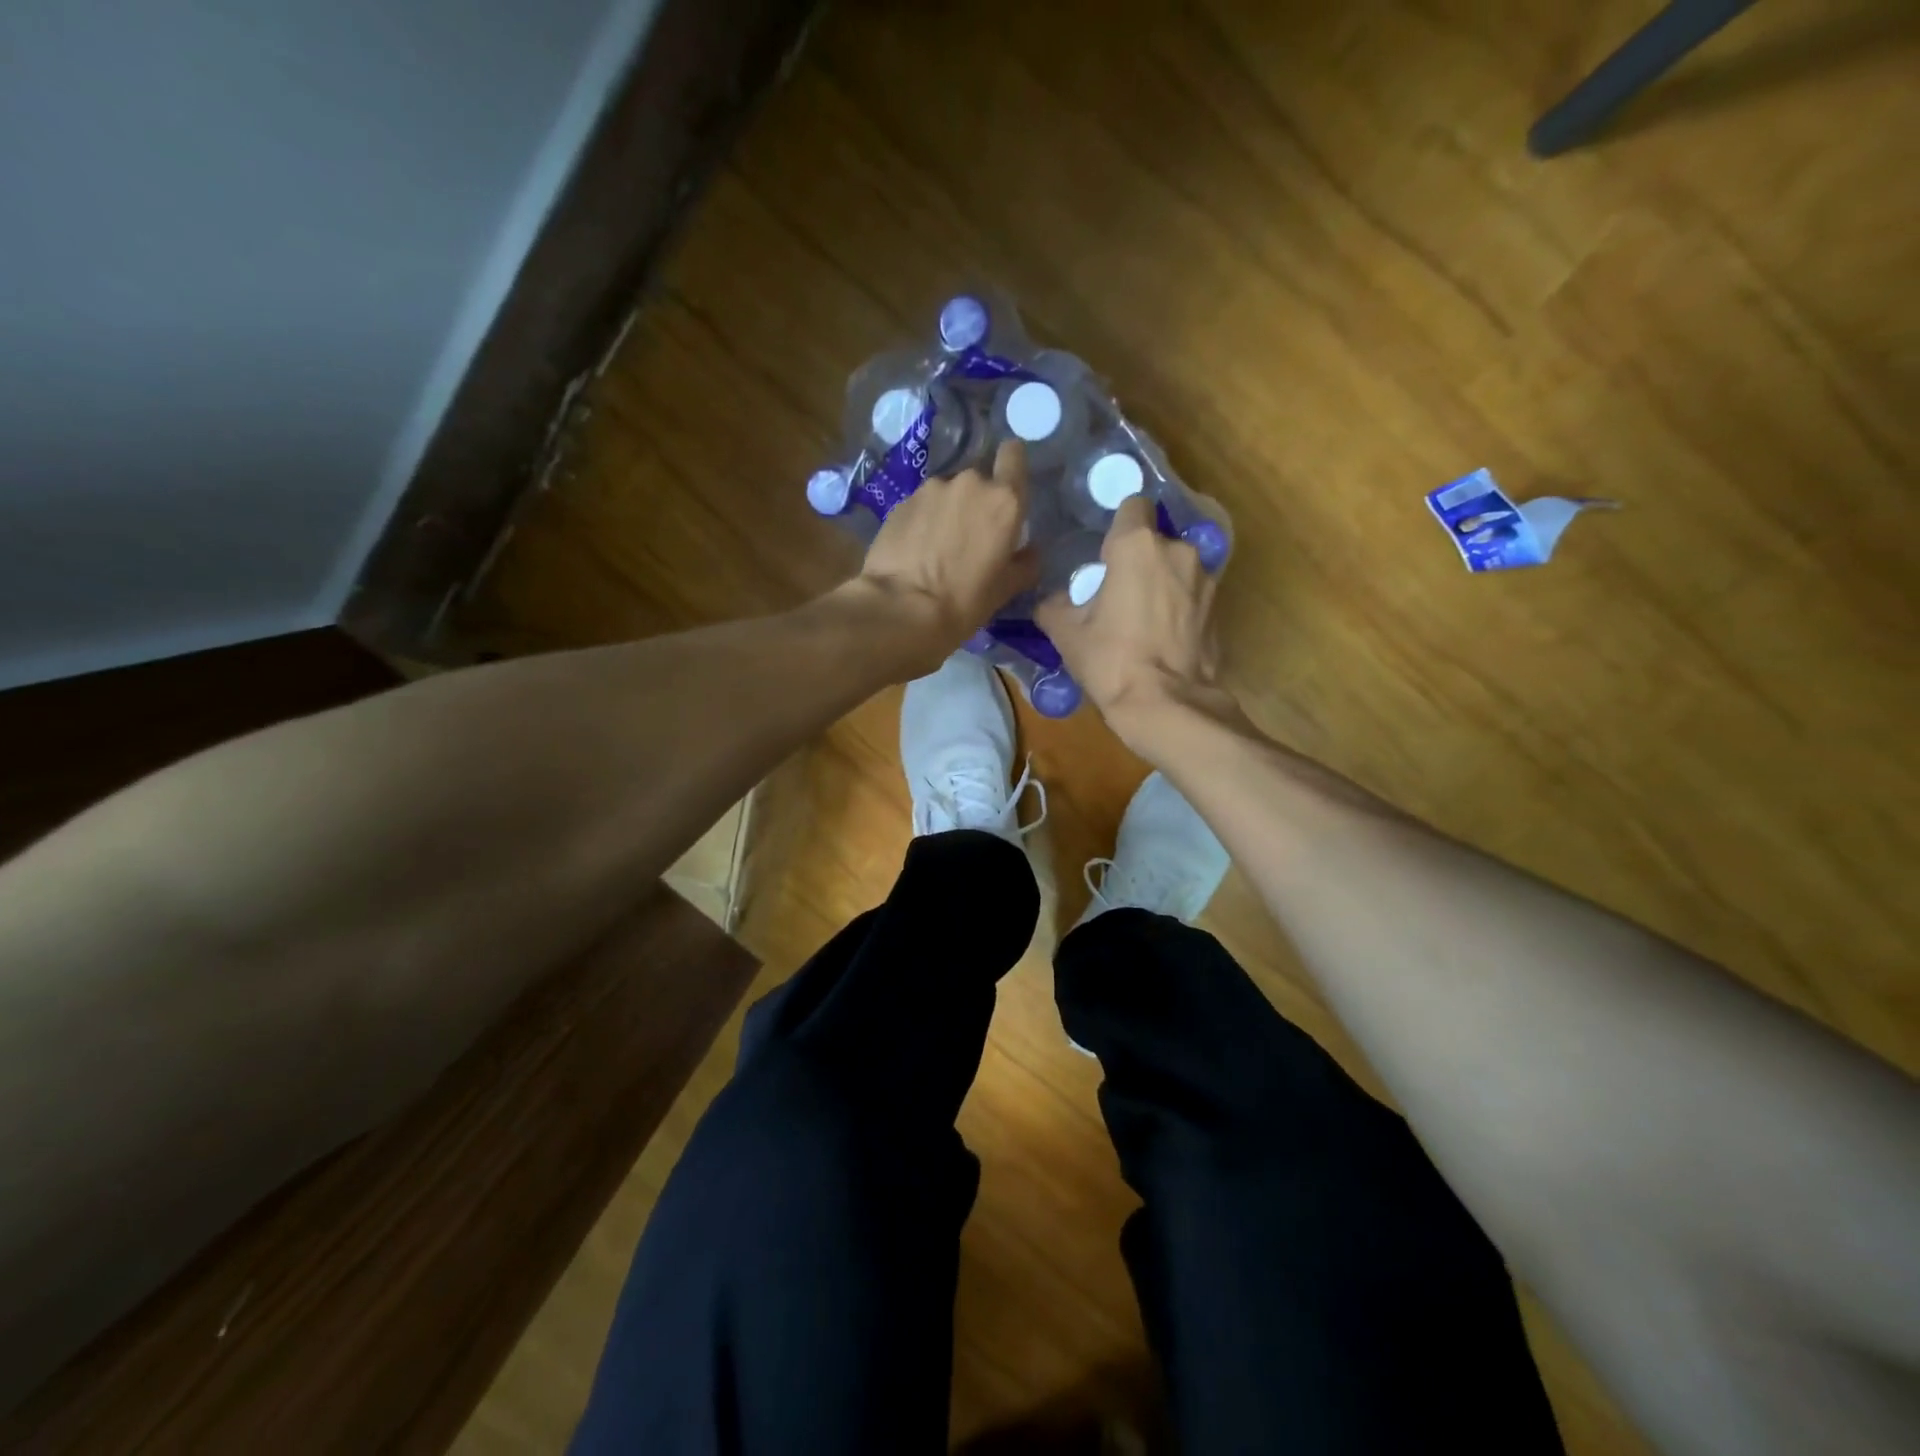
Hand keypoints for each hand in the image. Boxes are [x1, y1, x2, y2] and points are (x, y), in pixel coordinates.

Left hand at [851, 440, 1038, 676]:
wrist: (902, 608)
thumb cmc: (964, 600)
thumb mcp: (1006, 589)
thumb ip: (1025, 563)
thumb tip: (1030, 552)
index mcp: (1004, 500)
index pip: (1014, 455)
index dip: (1010, 464)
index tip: (1007, 483)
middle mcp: (970, 483)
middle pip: (979, 480)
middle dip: (976, 501)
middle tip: (970, 535)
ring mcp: (931, 489)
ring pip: (947, 493)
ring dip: (947, 510)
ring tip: (938, 545)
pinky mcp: (901, 502)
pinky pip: (921, 505)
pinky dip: (922, 521)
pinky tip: (915, 549)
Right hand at [1036, 495, 1234, 755]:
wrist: (1166, 705)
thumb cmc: (1110, 660)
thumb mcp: (1066, 633)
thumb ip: (1054, 606)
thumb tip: (1051, 601)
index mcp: (1137, 545)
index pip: (1132, 505)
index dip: (1118, 524)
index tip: (1105, 550)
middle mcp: (1177, 551)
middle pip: (1155, 541)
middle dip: (1139, 560)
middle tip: (1117, 592)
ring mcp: (1205, 580)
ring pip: (1177, 568)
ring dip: (1162, 583)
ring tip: (1142, 618)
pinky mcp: (1219, 609)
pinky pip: (1192, 596)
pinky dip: (1179, 607)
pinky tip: (1163, 636)